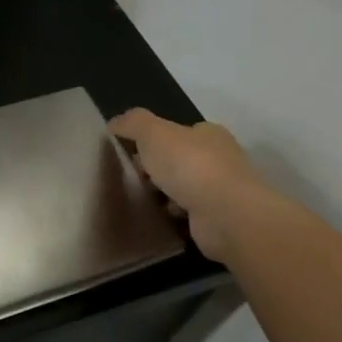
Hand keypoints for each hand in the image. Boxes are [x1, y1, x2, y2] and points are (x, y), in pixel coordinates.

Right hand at [108, 110, 273, 260]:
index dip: (153, 140)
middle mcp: (221, 158)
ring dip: (165, 193)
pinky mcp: (220, 218)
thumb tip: (114, 124)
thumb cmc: (190, 166)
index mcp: (209, 134)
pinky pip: (189, 212)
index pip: (178, 132)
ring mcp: (222, 190)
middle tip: (136, 178)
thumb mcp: (153, 133)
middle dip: (157, 168)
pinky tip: (162, 216)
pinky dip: (175, 213)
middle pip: (180, 159)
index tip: (132, 154)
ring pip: (185, 187)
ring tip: (144, 198)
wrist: (226, 215)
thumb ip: (132, 123)